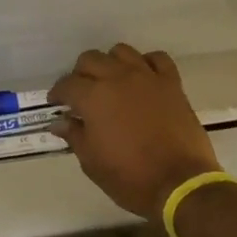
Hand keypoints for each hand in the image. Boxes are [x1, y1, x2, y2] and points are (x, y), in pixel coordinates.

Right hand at [48, 43, 221, 220]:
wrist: (180, 184)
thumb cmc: (130, 177)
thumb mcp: (92, 162)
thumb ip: (75, 136)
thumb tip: (60, 122)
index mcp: (93, 97)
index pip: (67, 84)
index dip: (58, 93)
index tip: (56, 104)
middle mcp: (117, 78)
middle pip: (91, 59)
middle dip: (80, 74)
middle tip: (81, 94)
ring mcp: (147, 77)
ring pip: (121, 52)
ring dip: (111, 63)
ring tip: (111, 82)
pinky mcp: (171, 83)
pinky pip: (157, 59)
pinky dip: (146, 63)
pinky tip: (143, 78)